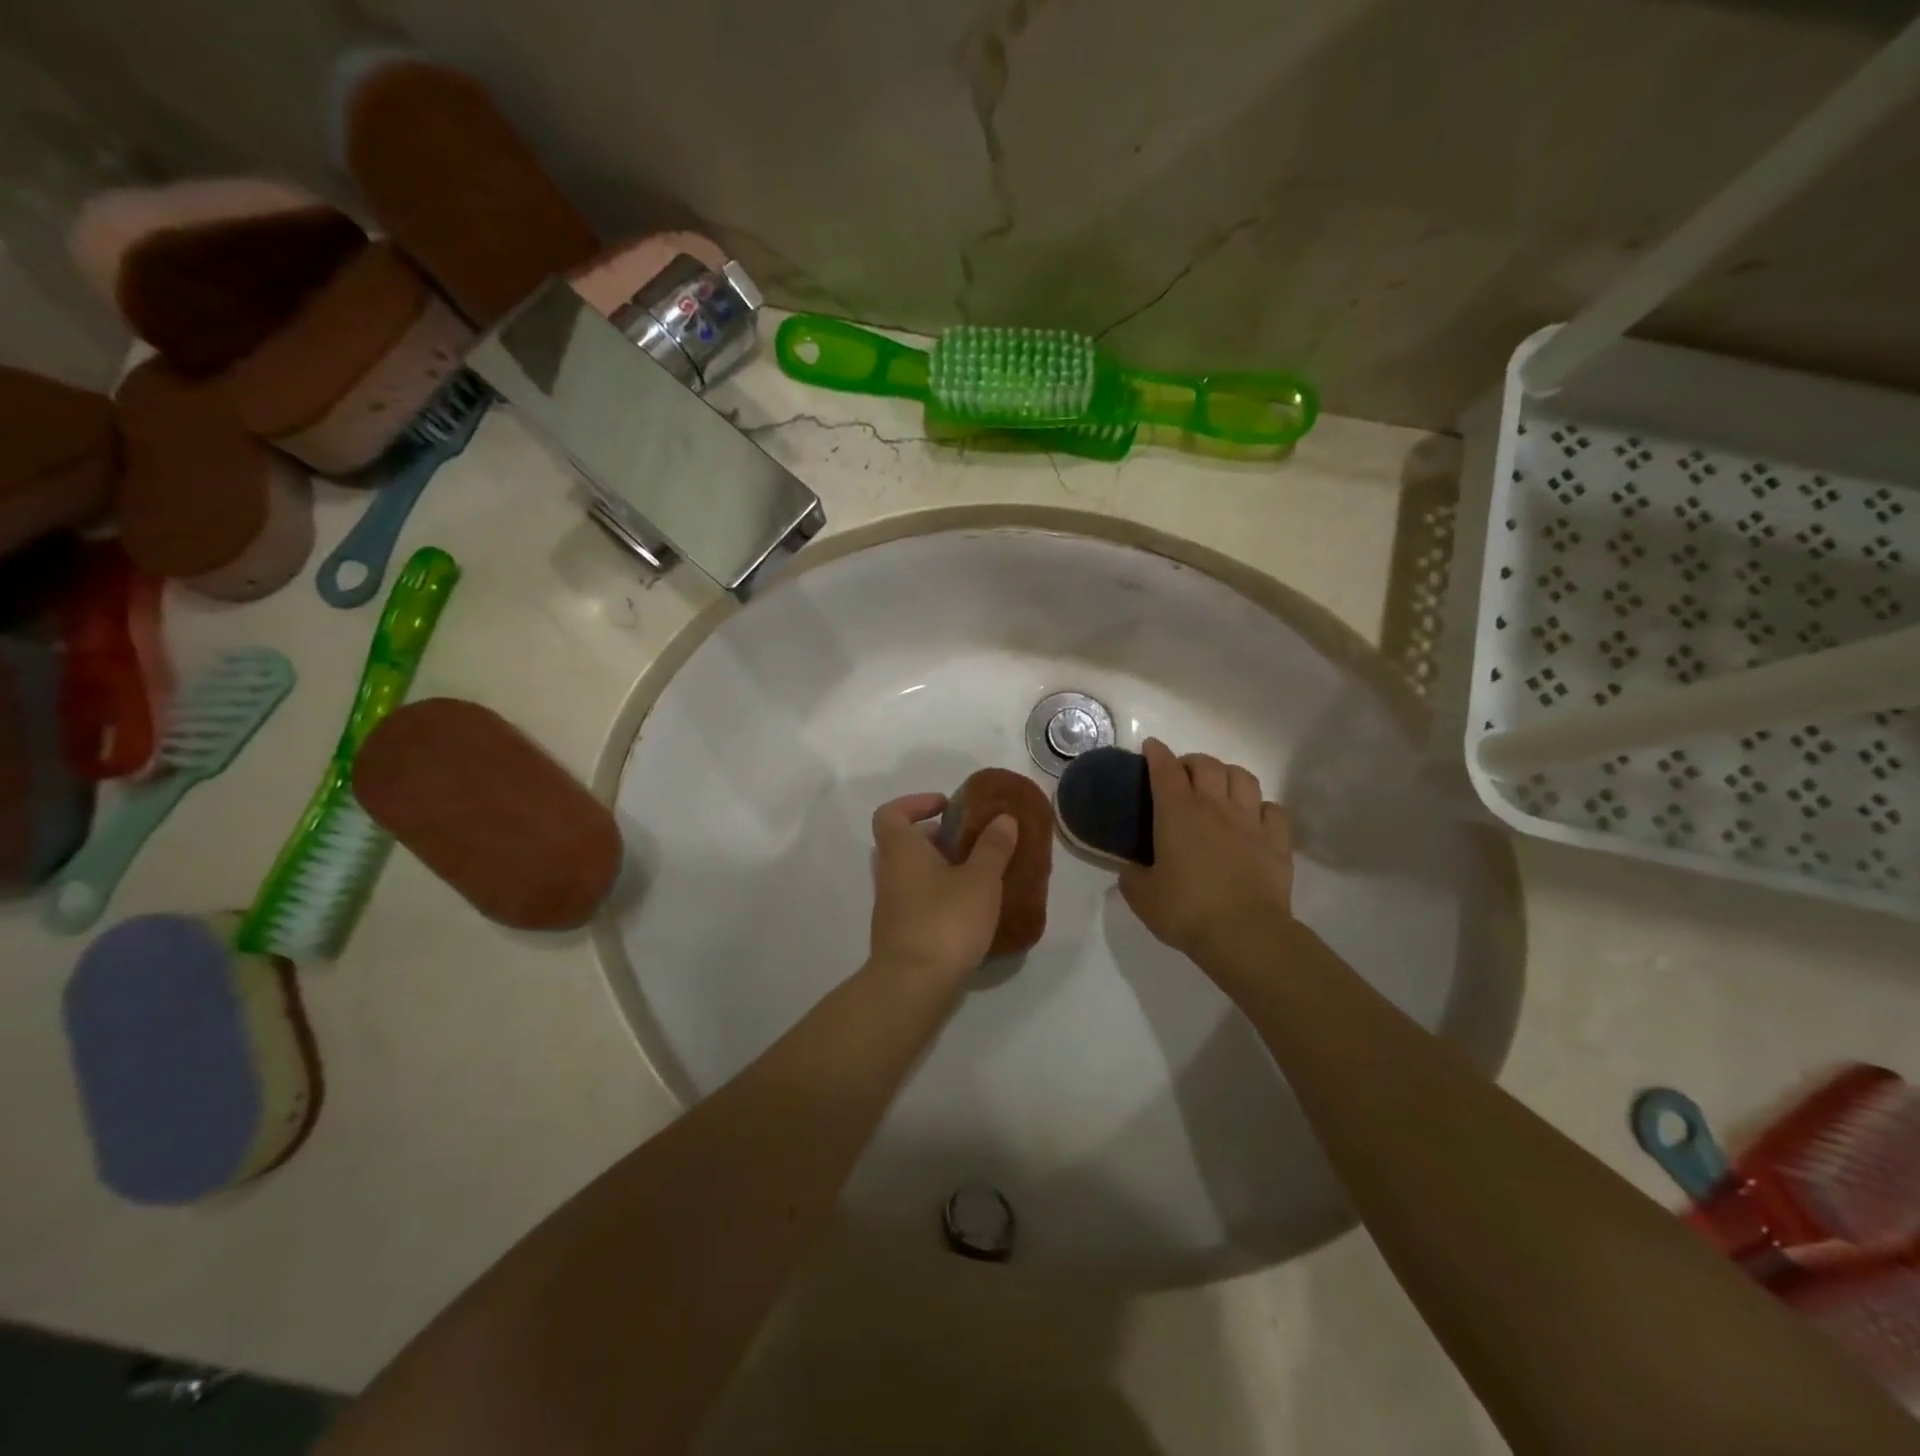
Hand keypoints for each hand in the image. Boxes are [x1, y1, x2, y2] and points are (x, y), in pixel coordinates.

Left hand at [868, 793, 1018, 981]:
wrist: (913, 986)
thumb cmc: (945, 921)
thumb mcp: (980, 880)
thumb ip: (993, 847)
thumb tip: (1003, 819)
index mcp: (901, 850)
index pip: (891, 813)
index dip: (915, 803)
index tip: (946, 807)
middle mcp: (889, 874)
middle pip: (904, 843)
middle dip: (937, 838)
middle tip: (971, 843)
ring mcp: (890, 906)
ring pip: (912, 874)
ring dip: (941, 869)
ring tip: (978, 877)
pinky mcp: (900, 933)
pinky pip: (918, 902)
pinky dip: (939, 897)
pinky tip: (970, 911)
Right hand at [1119, 739, 1293, 972]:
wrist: (1244, 935)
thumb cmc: (1186, 911)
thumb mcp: (1141, 896)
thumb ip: (1132, 875)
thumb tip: (1132, 868)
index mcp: (1177, 813)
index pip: (1165, 769)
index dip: (1156, 753)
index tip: (1151, 747)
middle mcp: (1214, 807)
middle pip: (1206, 764)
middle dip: (1191, 761)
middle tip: (1181, 776)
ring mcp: (1250, 821)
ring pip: (1242, 777)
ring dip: (1227, 775)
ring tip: (1219, 788)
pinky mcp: (1277, 842)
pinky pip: (1273, 809)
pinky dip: (1261, 807)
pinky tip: (1253, 817)